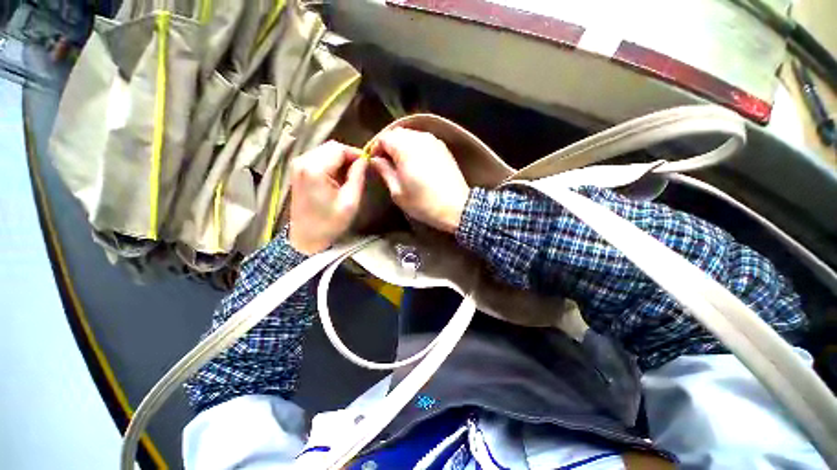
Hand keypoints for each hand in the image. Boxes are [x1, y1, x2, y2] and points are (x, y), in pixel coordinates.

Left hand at [288, 141, 367, 254]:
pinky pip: (318, 158)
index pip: (339, 149)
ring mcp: (297, 165)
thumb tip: (363, 160)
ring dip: (340, 159)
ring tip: (350, 175)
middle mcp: (302, 161)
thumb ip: (357, 177)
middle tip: (360, 170)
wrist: (306, 238)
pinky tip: (338, 177)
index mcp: (315, 169)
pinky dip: (331, 163)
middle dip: (348, 156)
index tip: (368, 164)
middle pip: (331, 147)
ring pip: (325, 151)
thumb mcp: (350, 202)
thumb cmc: (330, 223)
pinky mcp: (298, 170)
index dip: (356, 154)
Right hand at [370, 128, 468, 232]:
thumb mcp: (398, 192)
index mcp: (405, 148)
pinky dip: (415, 147)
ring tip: (400, 163)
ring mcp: (434, 141)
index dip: (376, 148)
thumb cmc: (423, 203)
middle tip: (386, 163)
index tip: (374, 162)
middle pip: (397, 133)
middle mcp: (420, 138)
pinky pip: (423, 140)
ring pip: (411, 135)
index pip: (384, 137)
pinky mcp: (443, 147)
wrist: (457, 207)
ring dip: (402, 145)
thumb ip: (384, 171)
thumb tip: (375, 159)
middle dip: (388, 145)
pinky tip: (415, 162)